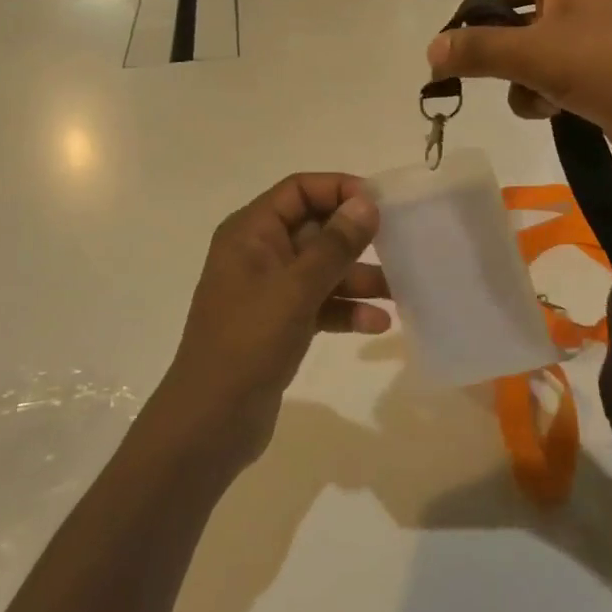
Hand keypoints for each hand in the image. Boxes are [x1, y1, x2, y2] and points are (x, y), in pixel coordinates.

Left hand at [153, 174, 389, 468]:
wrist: (210, 422)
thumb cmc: (249, 342)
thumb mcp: (296, 288)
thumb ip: (334, 245)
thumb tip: (366, 202)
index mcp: (250, 232)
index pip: (298, 190)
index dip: (339, 190)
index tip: (380, 204)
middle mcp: (258, 253)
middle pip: (314, 228)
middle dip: (355, 238)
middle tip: (400, 244)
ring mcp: (269, 290)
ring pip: (321, 269)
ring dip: (357, 277)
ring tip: (399, 290)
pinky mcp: (280, 324)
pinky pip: (319, 303)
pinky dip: (346, 310)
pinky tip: (378, 324)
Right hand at [411, 0, 611, 180]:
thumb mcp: (538, 54)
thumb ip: (477, 49)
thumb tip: (433, 53)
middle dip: (479, 20)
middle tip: (461, 52)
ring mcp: (587, 24)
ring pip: (521, 30)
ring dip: (507, 61)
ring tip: (517, 87)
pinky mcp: (596, 62)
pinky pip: (544, 62)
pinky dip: (535, 84)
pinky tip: (546, 109)